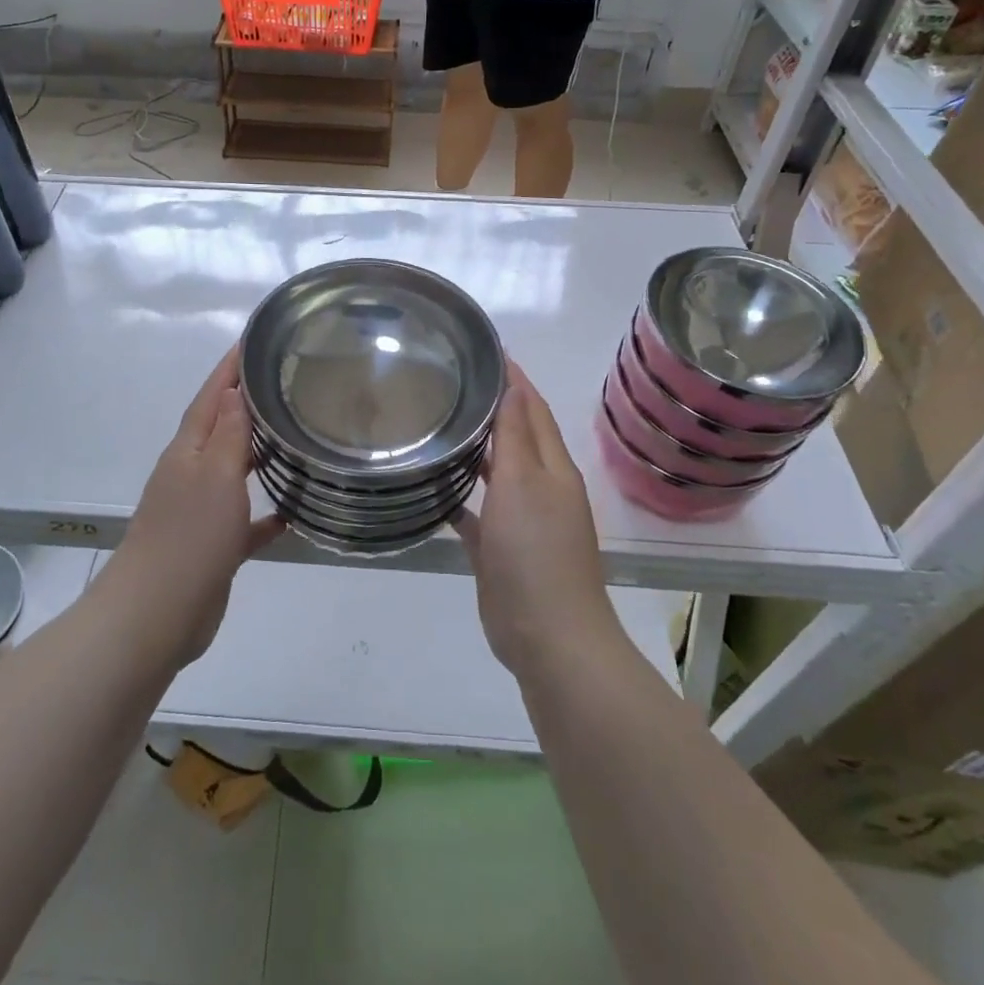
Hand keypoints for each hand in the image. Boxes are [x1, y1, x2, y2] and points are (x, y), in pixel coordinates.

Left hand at [100, 348, 283, 666]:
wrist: (156, 615)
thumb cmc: (189, 537)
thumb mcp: (215, 475)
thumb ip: (228, 433)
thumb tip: (233, 388)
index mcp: (188, 450)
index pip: (212, 396)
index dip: (231, 367)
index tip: (255, 338)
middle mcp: (192, 473)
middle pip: (222, 427)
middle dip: (248, 403)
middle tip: (288, 381)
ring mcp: (200, 510)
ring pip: (234, 470)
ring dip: (259, 452)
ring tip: (296, 435)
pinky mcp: (213, 545)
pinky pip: (245, 519)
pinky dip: (267, 512)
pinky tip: (293, 511)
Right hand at [456, 362, 619, 678]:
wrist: (548, 635)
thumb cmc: (536, 550)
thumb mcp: (524, 483)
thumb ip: (516, 435)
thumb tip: (516, 386)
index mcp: (551, 468)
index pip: (532, 409)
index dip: (514, 379)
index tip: (485, 349)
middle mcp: (539, 488)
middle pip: (515, 437)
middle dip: (491, 408)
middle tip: (450, 382)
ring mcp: (519, 521)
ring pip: (495, 473)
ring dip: (474, 450)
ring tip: (437, 424)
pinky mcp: (498, 550)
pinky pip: (476, 513)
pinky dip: (459, 497)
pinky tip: (432, 487)